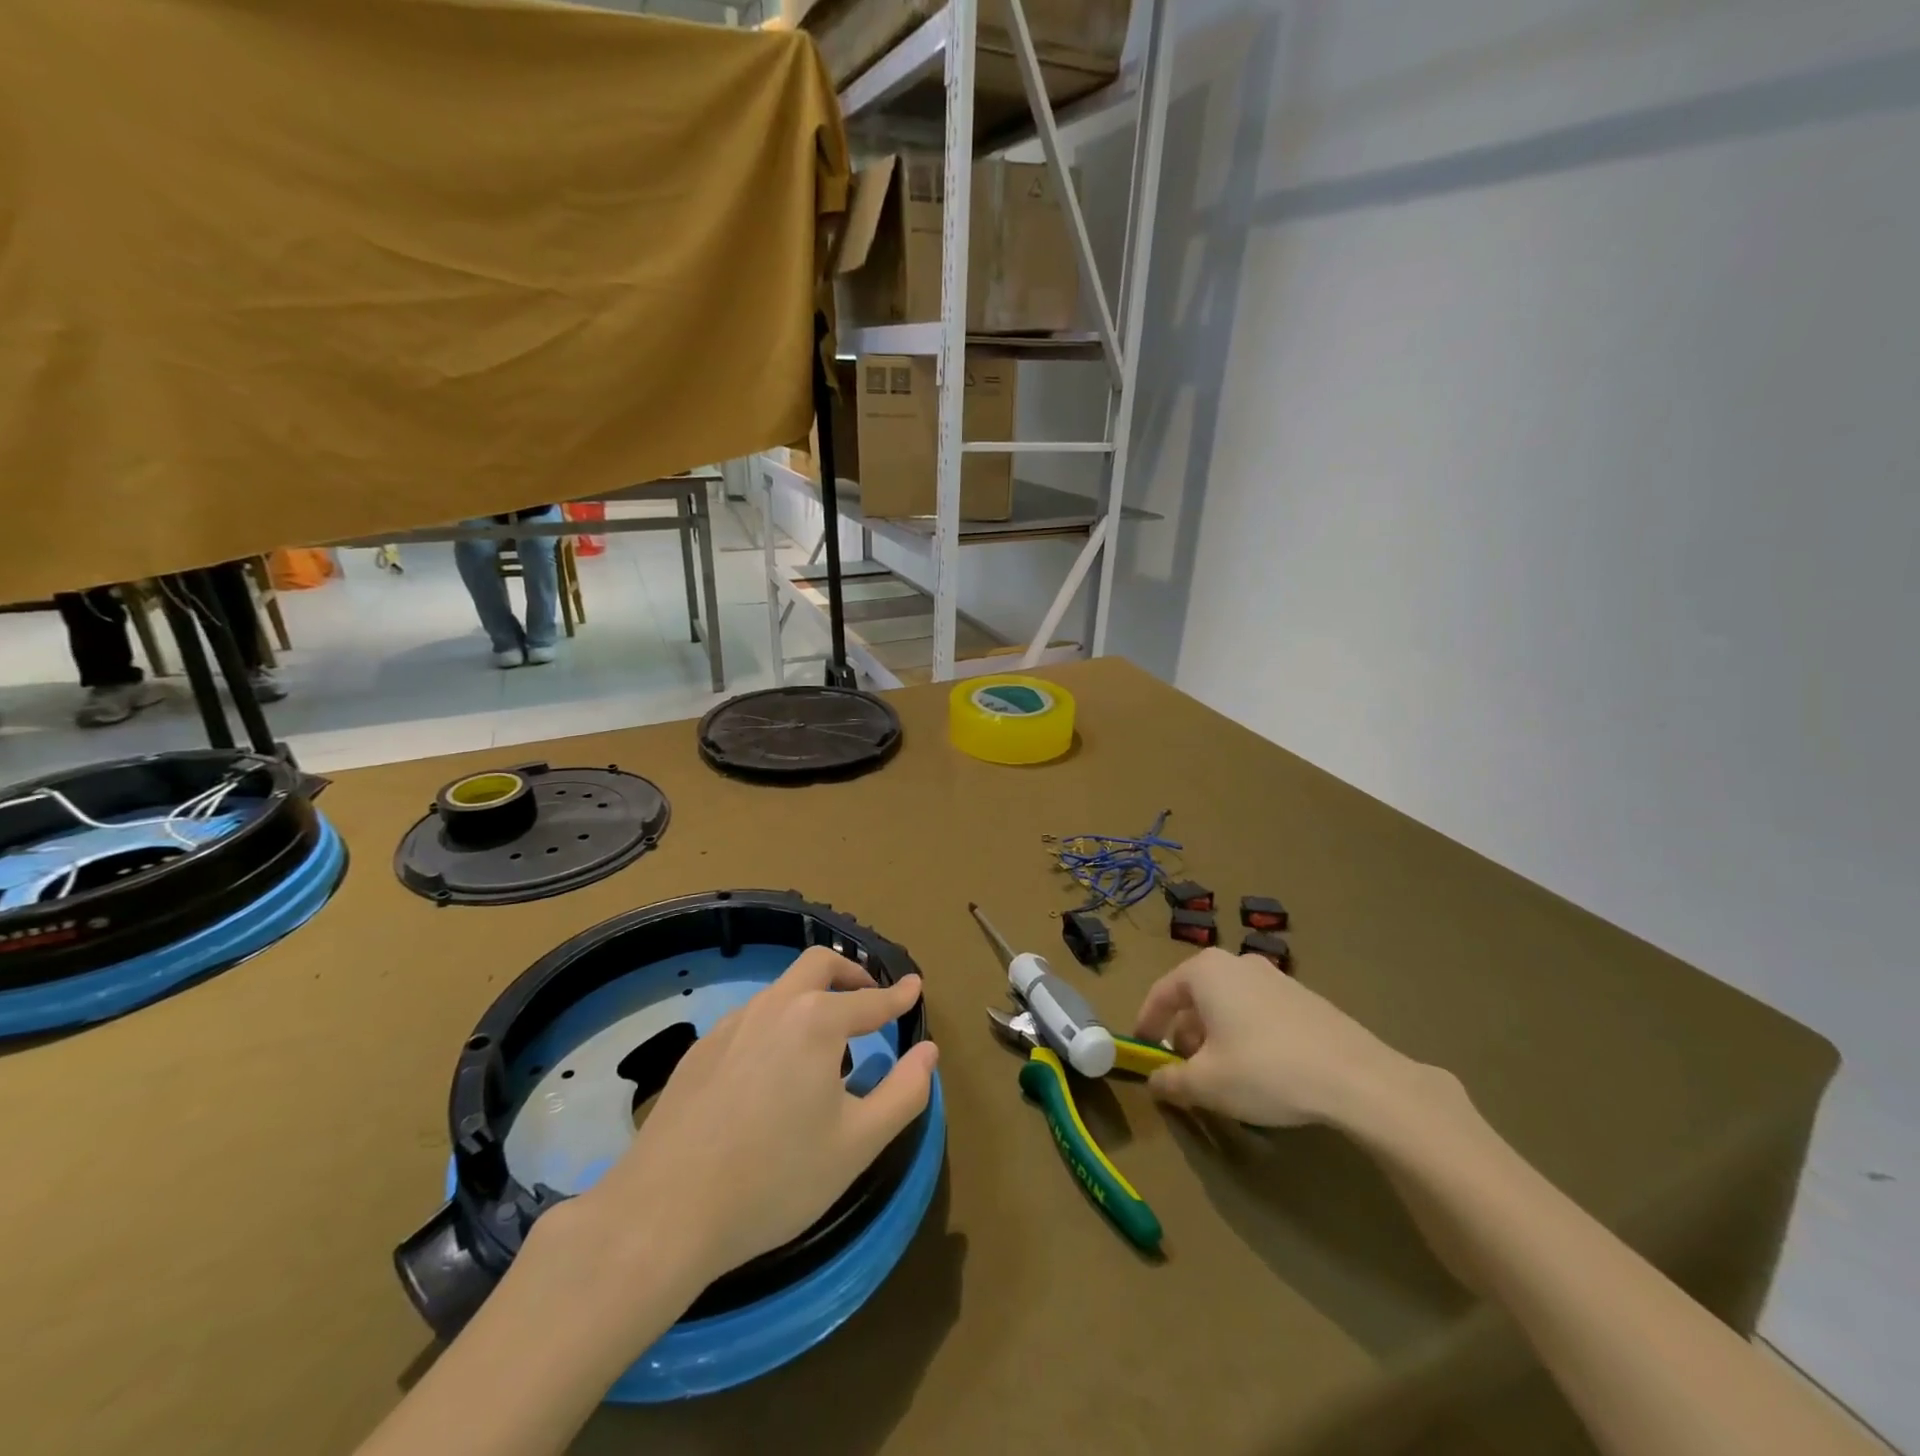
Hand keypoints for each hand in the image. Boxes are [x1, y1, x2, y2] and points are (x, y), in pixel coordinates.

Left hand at [572, 947, 937, 1292]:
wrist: (665, 1212)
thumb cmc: (776, 1178)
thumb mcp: (858, 1144)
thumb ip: (903, 1092)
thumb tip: (928, 1052)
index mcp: (817, 1021)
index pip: (870, 1000)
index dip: (898, 996)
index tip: (914, 986)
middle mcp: (774, 1006)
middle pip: (818, 965)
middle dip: (851, 973)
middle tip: (869, 996)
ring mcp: (731, 1024)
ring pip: (781, 990)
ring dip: (812, 997)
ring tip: (825, 1040)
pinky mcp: (700, 1050)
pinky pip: (751, 1018)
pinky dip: (778, 1023)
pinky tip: (773, 1069)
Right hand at [1134, 948, 1429, 1128]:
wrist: (1356, 1077)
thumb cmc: (1265, 1070)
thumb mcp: (1206, 1084)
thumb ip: (1171, 1081)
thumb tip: (1155, 1081)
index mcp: (1206, 971)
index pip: (1161, 993)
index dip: (1146, 1023)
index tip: (1142, 1048)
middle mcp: (1237, 963)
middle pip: (1196, 997)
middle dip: (1184, 1032)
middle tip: (1183, 1068)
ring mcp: (1275, 977)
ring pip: (1228, 1004)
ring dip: (1215, 1036)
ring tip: (1220, 1074)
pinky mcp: (1304, 998)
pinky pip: (1258, 1012)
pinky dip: (1245, 1034)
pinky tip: (1259, 1070)